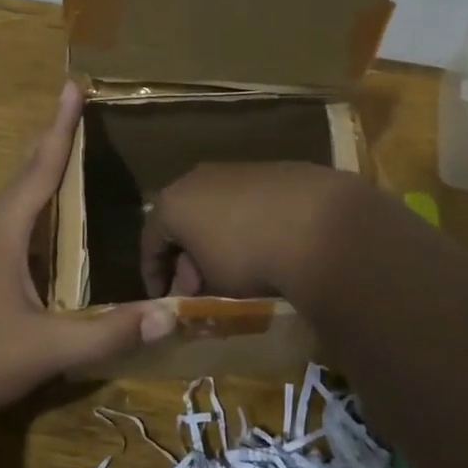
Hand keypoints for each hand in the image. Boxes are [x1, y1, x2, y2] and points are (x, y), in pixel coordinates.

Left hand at [0, 82, 175, 423]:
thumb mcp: (45, 350)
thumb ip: (107, 334)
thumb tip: (171, 312)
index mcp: (3, 232)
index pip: (40, 168)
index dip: (61, 128)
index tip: (72, 87)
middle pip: (24, 174)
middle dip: (52, 141)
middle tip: (76, 113)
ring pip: (13, 200)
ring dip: (39, 173)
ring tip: (66, 157)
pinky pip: (9, 224)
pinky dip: (32, 207)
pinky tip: (45, 226)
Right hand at [139, 161, 358, 300]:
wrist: (317, 224)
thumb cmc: (248, 256)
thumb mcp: (213, 283)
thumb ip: (196, 281)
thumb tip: (196, 281)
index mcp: (173, 201)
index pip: (150, 239)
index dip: (153, 273)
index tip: (163, 298)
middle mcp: (199, 177)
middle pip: (183, 219)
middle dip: (187, 255)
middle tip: (199, 286)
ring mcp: (238, 169)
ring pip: (216, 207)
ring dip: (218, 237)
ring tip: (234, 268)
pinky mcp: (274, 169)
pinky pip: (249, 201)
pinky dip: (248, 223)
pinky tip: (265, 245)